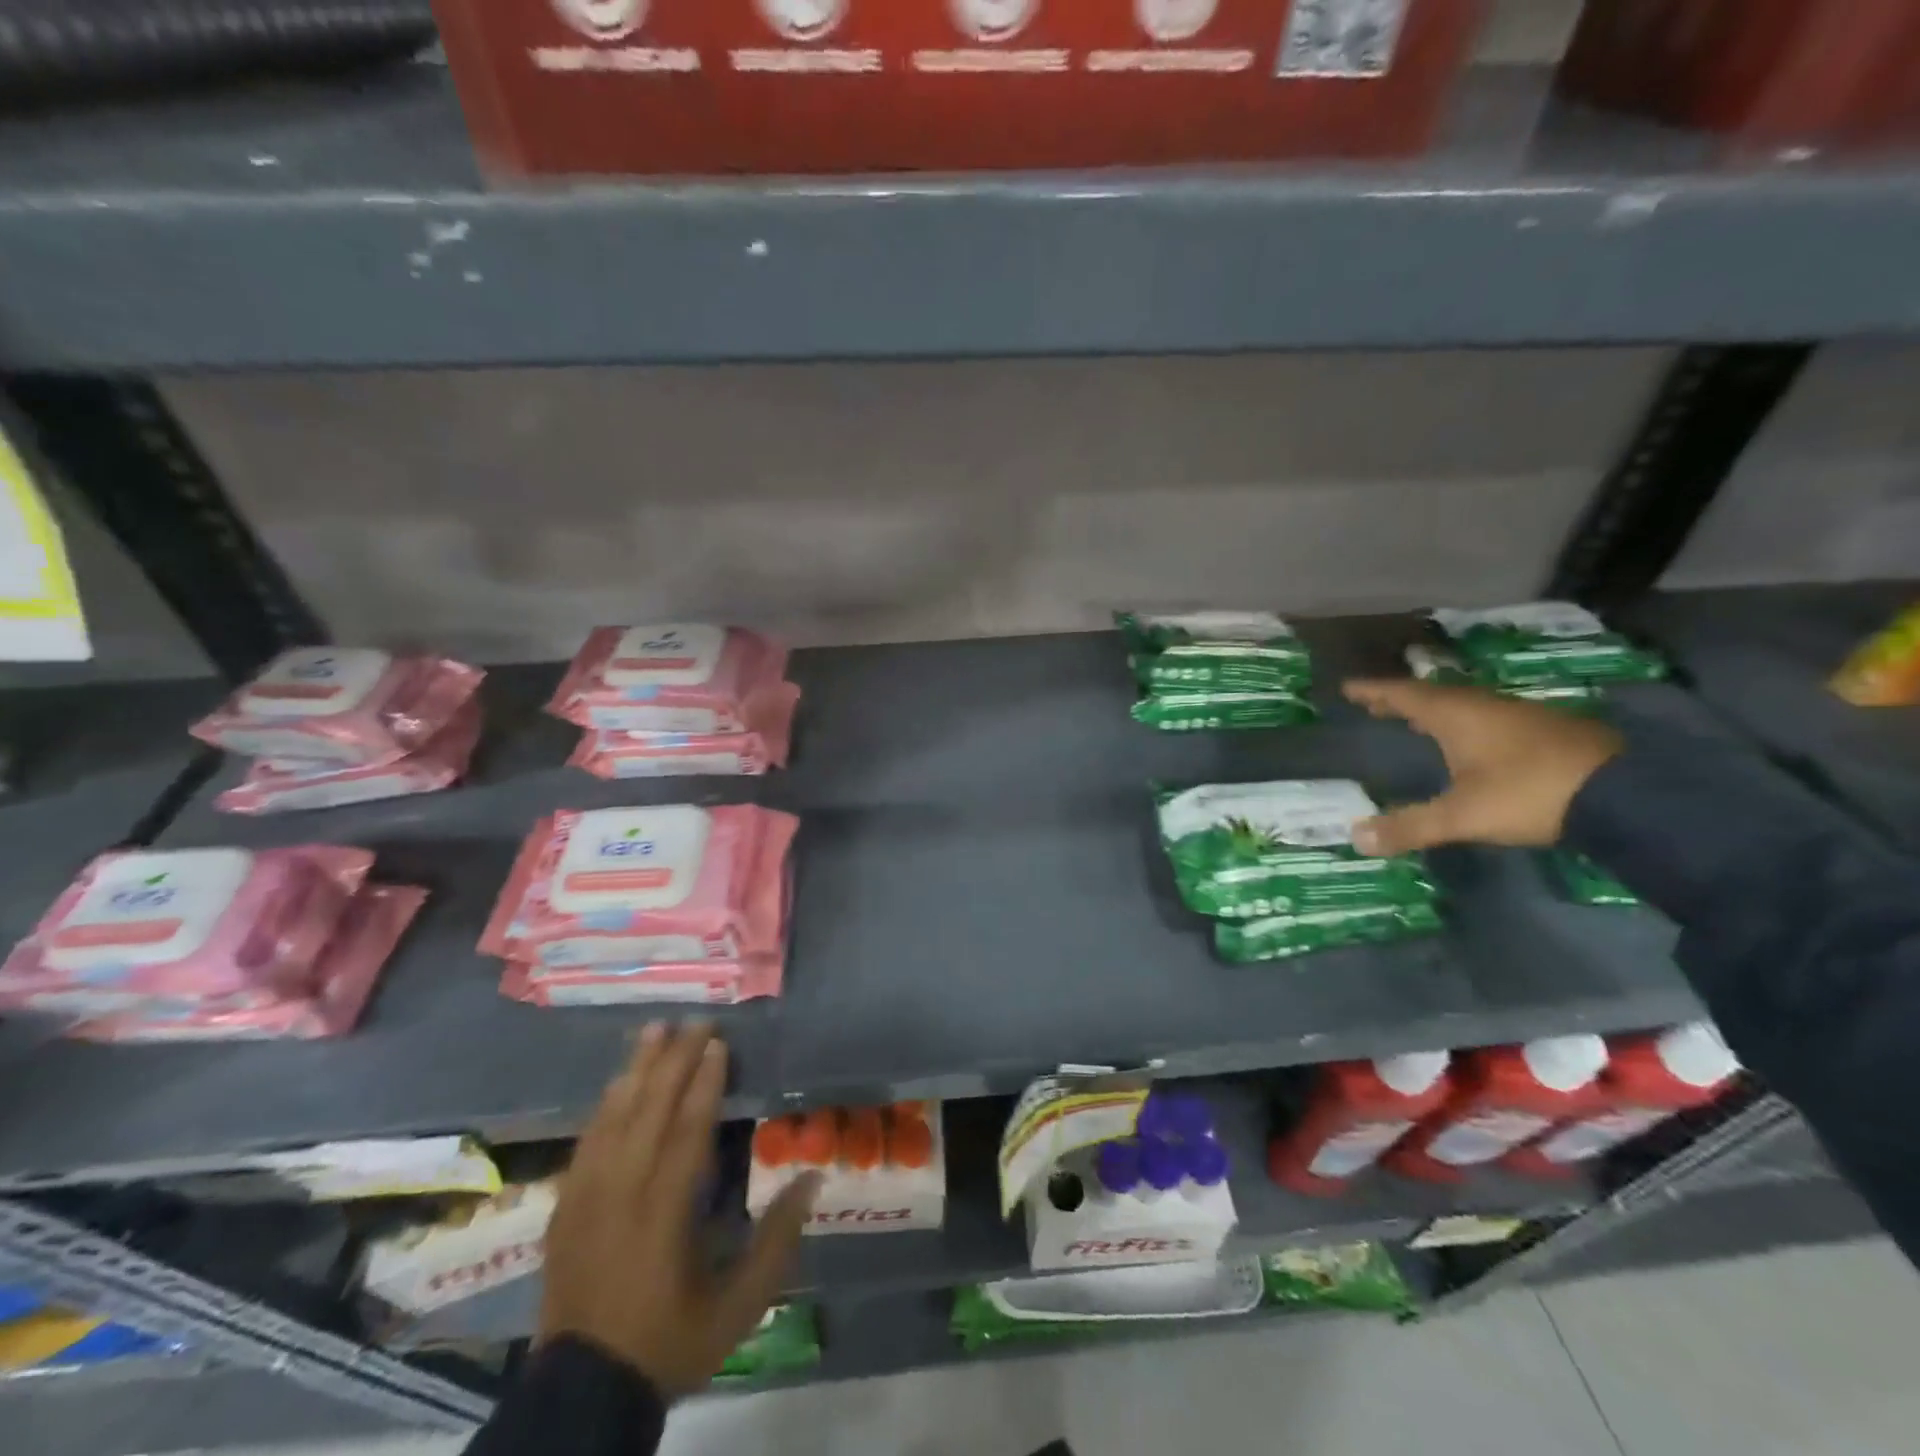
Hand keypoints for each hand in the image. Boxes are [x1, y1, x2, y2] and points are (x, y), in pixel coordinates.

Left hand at [540, 1022, 820, 1397]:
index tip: (719, 1043)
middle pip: (648, 1111)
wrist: (582, 1394)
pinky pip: (586, 1142)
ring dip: (635, 1069)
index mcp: (663, 1215)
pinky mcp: (563, 1208)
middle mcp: (620, 1195)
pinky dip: (605, 1105)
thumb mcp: (739, 1306)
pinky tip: (617, 1082)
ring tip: (654, 1030)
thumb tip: (813, 1176)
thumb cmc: (670, 1341)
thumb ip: (777, 1240)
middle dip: (673, 1061)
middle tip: (695, 1021)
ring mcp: (585, 1199)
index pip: (686, 1132)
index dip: (704, 1084)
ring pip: (612, 1118)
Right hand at [1341, 678, 1623, 854]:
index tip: (1348, 687)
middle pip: (1433, 695)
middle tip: (1375, 704)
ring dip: (1434, 710)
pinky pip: (1488, 716)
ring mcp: (1519, 715)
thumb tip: (1356, 839)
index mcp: (1456, 715)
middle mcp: (1484, 706)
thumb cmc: (1529, 793)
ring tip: (1415, 720)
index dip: (1374, 691)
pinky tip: (1469, 740)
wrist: (1627, 793)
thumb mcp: (1463, 815)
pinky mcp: (1546, 730)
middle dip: (1401, 700)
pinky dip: (1464, 722)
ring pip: (1464, 704)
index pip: (1404, 694)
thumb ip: (1410, 826)